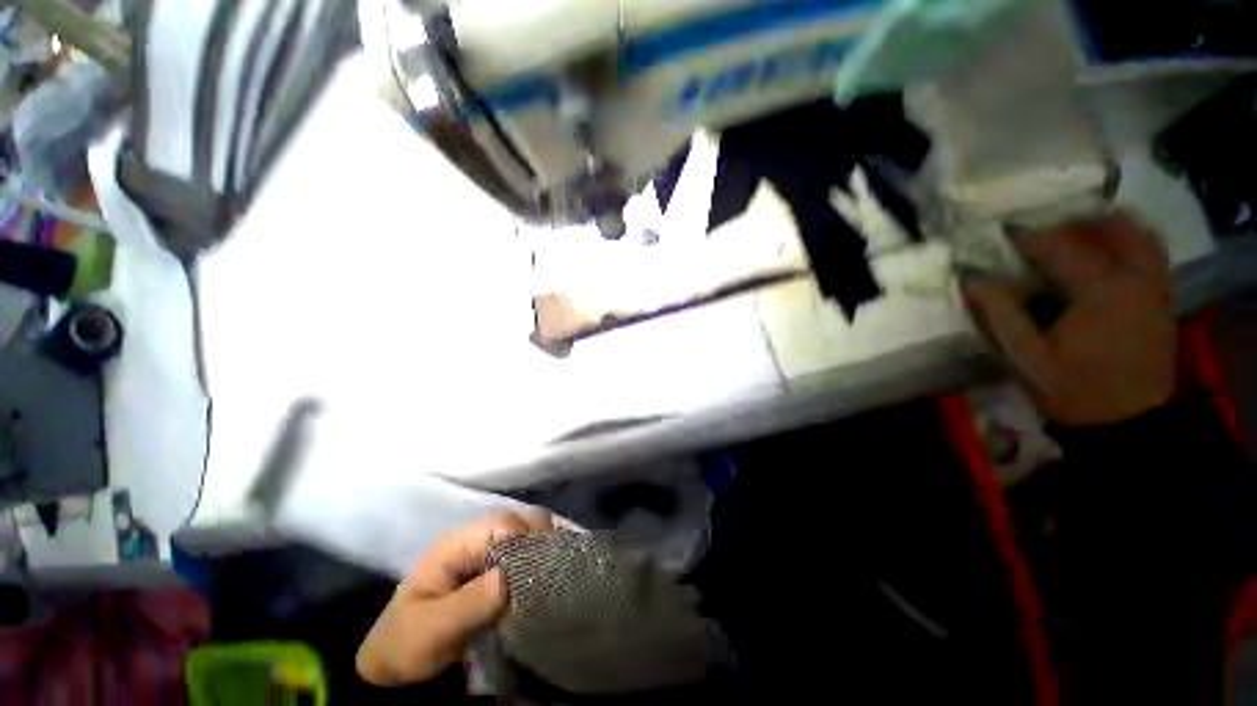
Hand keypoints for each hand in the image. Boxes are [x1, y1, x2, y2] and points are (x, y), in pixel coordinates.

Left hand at [356, 511, 552, 685]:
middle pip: (518, 521)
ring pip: (524, 533)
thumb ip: (470, 603)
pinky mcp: (490, 565)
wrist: (396, 665)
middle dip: (540, 537)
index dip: (528, 535)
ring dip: (541, 547)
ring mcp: (482, 550)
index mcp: (455, 543)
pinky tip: (546, 573)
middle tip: (555, 566)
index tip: (547, 560)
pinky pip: (521, 551)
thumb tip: (507, 579)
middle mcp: (473, 537)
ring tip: (555, 571)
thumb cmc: (408, 644)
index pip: (503, 522)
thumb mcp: (433, 629)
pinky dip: (536, 558)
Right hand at [965, 214, 1175, 425]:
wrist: (1128, 423)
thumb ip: (1000, 314)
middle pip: (1112, 229)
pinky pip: (1151, 255)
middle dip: (1075, 223)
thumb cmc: (1073, 391)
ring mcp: (1155, 289)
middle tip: (1044, 232)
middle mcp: (1135, 280)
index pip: (1061, 247)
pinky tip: (1106, 255)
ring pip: (1140, 237)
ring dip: (1108, 227)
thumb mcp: (1026, 358)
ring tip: (1078, 234)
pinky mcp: (1162, 301)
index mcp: (1100, 293)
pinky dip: (1129, 244)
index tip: (1002, 234)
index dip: (1029, 237)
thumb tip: (972, 280)